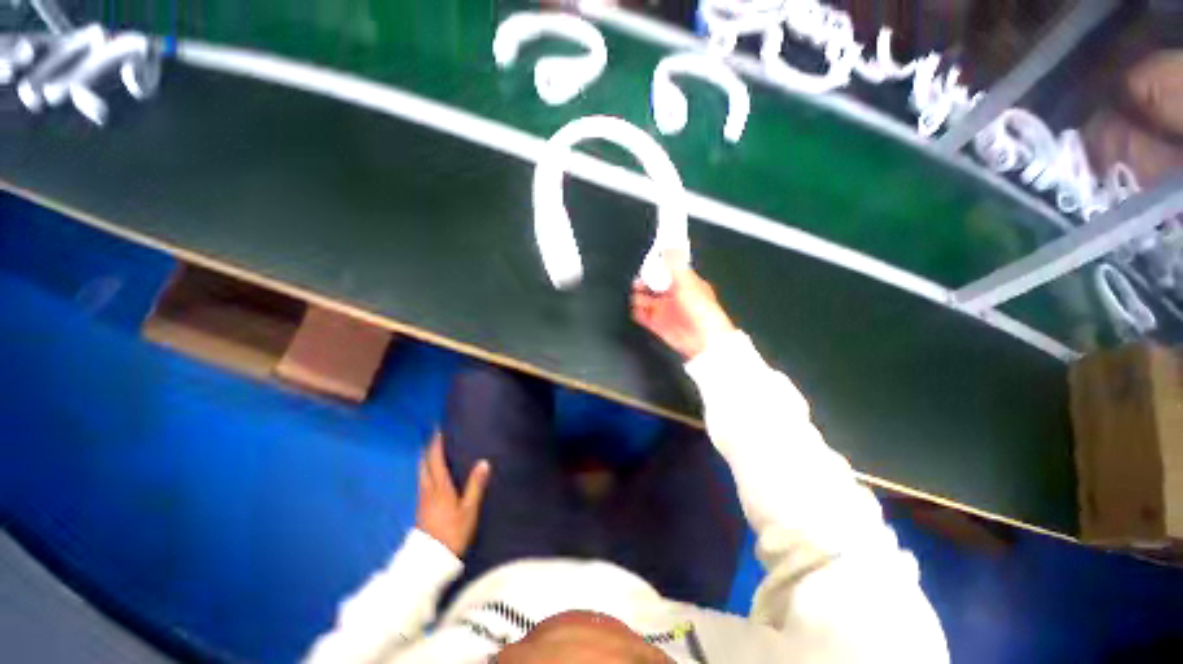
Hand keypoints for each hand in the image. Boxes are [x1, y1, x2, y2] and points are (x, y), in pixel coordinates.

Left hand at [416, 432, 490, 557]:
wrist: (430, 561)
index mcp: (440, 487)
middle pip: (424, 465)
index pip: (435, 460)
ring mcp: (422, 499)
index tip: (438, 430)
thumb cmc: (452, 532)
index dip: (436, 444)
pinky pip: (423, 482)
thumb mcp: (469, 510)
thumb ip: (475, 486)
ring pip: (421, 473)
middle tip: (435, 437)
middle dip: (428, 449)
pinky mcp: (421, 508)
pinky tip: (432, 474)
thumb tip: (484, 462)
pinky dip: (426, 471)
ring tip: (433, 451)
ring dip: (426, 460)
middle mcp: (428, 490)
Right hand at [631, 252, 734, 360]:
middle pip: (652, 284)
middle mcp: (673, 295)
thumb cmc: (703, 311)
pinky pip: (642, 315)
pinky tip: (638, 309)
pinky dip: (637, 311)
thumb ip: (676, 264)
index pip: (666, 270)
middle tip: (640, 280)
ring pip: (645, 299)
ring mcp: (665, 310)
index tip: (649, 260)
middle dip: (644, 280)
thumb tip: (671, 245)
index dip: (657, 265)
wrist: (705, 340)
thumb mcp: (688, 282)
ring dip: (639, 296)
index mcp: (684, 283)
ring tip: (638, 295)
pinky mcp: (658, 324)